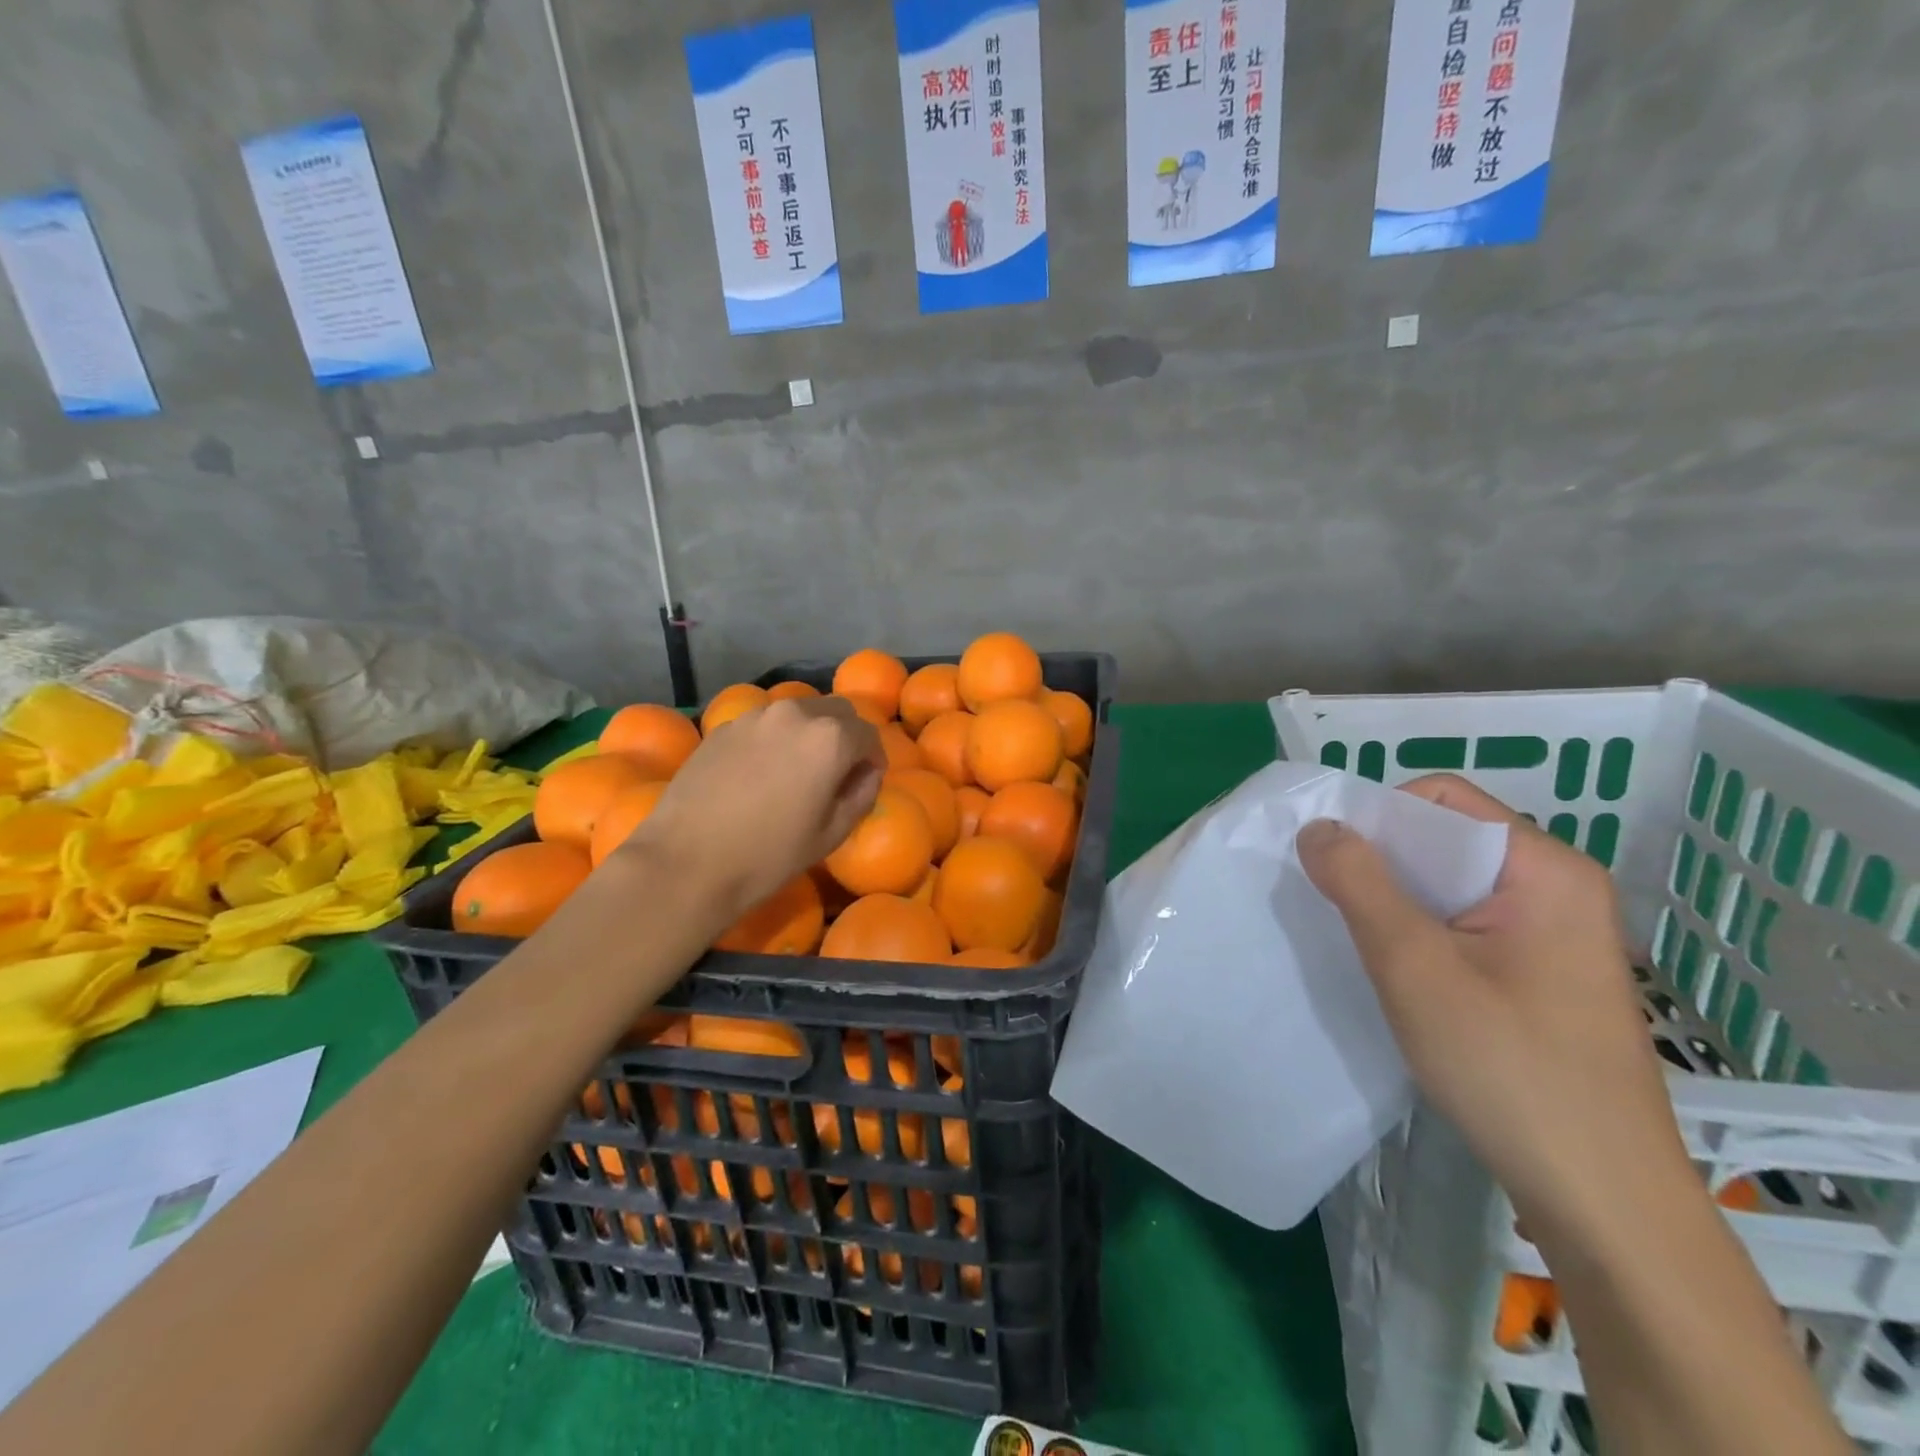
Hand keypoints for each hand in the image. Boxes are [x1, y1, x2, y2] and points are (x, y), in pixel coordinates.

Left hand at [613, 696, 883, 927]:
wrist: (687, 862)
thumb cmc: (769, 855)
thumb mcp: (832, 833)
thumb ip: (861, 794)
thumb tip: (866, 774)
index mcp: (830, 738)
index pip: (869, 734)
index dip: (874, 758)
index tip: (867, 781)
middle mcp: (795, 713)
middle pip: (836, 711)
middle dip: (846, 736)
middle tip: (838, 772)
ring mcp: (755, 716)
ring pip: (798, 713)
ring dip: (809, 733)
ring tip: (798, 770)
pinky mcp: (724, 727)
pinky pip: (765, 724)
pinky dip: (776, 739)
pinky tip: (762, 773)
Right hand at [1296, 774, 1691, 1250]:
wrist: (1603, 1202)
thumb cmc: (1509, 1068)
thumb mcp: (1414, 966)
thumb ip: (1359, 883)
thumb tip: (1317, 826)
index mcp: (1546, 869)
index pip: (1442, 799)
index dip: (1378, 817)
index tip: (1331, 864)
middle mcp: (1559, 888)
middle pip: (1447, 839)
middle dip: (1384, 863)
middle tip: (1337, 906)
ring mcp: (1556, 934)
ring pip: (1452, 886)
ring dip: (1398, 903)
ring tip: (1363, 943)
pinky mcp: (1544, 974)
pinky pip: (1468, 925)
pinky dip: (1422, 933)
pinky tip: (1400, 974)